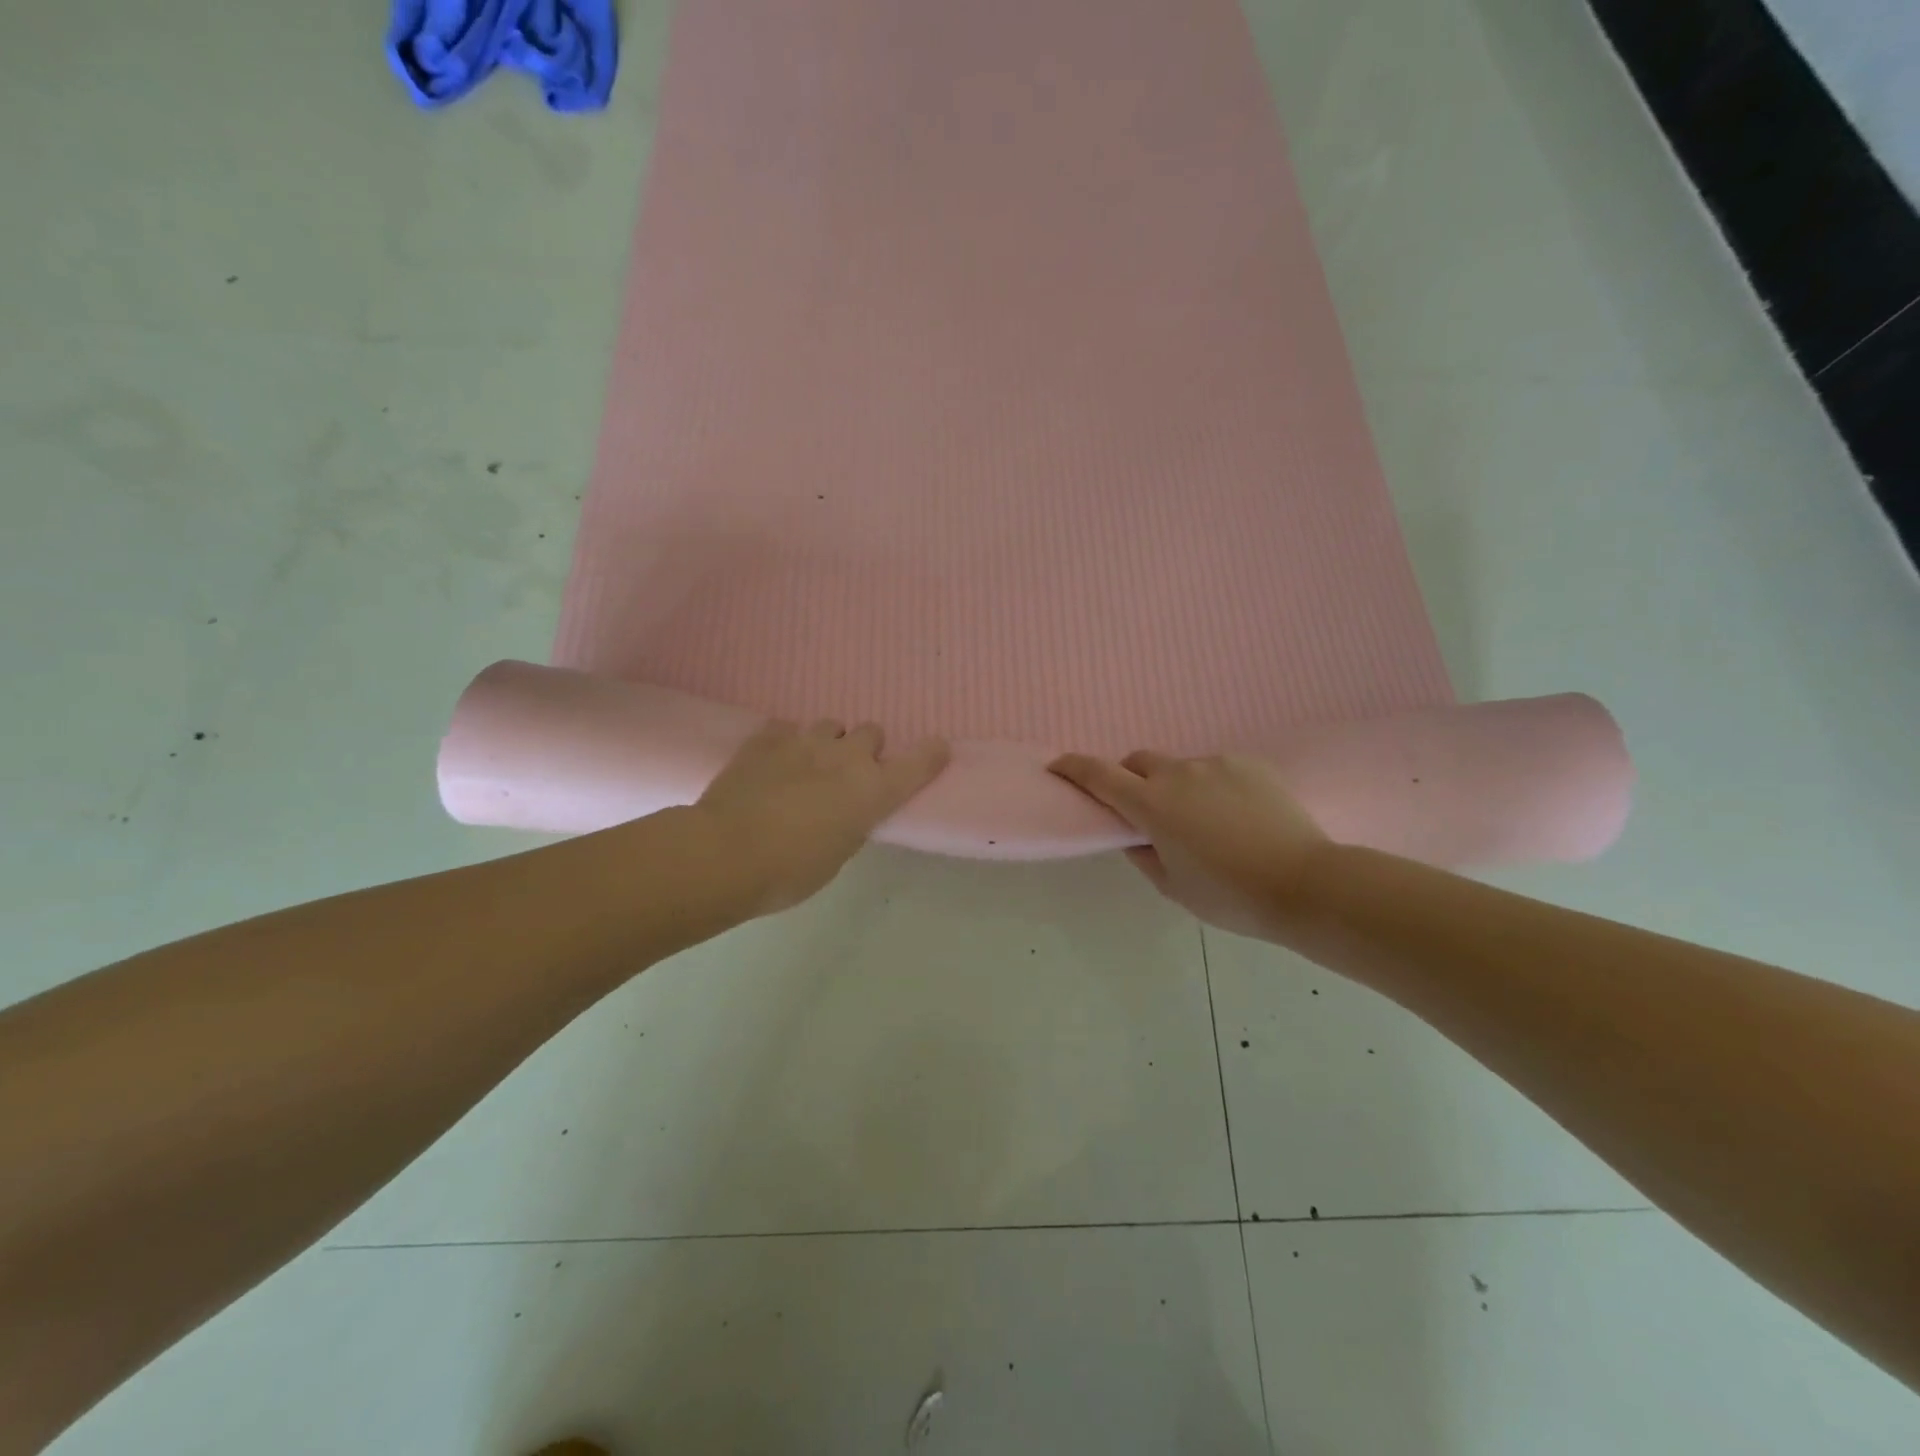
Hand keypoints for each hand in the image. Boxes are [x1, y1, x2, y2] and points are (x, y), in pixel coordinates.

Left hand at [697, 719, 949, 915]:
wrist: (725, 853)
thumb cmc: (790, 871)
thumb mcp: (837, 855)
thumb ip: (851, 823)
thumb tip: (846, 809)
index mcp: (873, 790)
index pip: (918, 762)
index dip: (931, 754)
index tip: (937, 748)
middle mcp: (846, 757)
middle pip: (872, 732)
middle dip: (865, 750)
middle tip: (848, 775)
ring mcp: (804, 741)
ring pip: (830, 725)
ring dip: (828, 742)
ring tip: (809, 766)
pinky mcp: (766, 738)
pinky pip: (786, 728)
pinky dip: (787, 743)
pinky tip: (773, 763)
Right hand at [1048, 751, 1328, 940]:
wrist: (1306, 884)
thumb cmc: (1230, 896)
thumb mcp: (1173, 886)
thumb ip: (1144, 855)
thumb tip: (1136, 836)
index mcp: (1152, 805)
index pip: (1099, 775)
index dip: (1073, 767)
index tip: (1057, 765)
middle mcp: (1179, 773)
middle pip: (1139, 761)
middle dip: (1130, 779)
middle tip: (1144, 811)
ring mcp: (1217, 764)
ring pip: (1181, 768)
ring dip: (1177, 787)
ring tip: (1204, 822)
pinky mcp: (1250, 764)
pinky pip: (1217, 770)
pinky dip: (1212, 787)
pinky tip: (1236, 817)